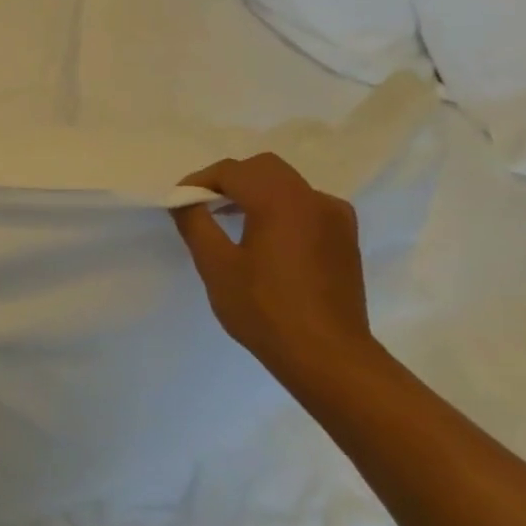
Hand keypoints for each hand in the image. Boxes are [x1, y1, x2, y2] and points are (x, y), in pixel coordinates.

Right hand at [172, 153, 377, 384]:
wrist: (328, 356)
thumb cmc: (264, 310)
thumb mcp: (216, 266)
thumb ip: (195, 223)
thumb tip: (183, 200)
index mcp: (281, 201)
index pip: (233, 171)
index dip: (201, 180)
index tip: (179, 200)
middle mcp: (314, 199)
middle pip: (264, 169)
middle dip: (229, 180)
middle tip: (203, 205)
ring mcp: (335, 218)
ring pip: (288, 185)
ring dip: (255, 192)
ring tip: (229, 221)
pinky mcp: (345, 239)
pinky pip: (306, 207)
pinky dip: (280, 209)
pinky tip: (265, 239)